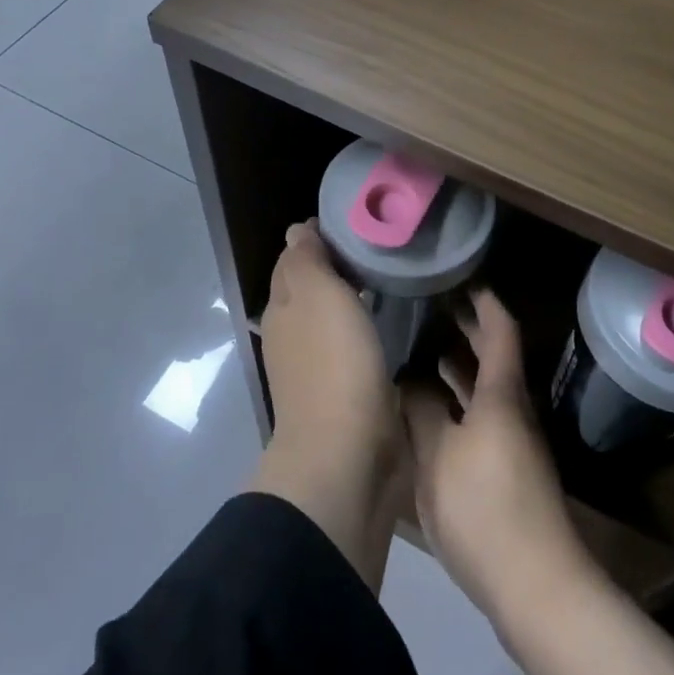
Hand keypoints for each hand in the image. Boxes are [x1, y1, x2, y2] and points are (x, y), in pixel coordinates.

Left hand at [256, 220, 405, 513]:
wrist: (347, 454)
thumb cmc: (334, 363)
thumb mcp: (317, 295)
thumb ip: (306, 259)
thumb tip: (297, 230)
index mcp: (283, 305)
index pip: (295, 257)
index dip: (319, 236)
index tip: (358, 220)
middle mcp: (292, 332)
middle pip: (311, 286)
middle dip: (337, 263)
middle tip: (381, 244)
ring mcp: (315, 365)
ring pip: (331, 315)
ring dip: (351, 296)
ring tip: (390, 275)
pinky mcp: (343, 391)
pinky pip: (351, 344)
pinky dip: (364, 326)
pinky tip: (388, 322)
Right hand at [402, 291, 590, 626]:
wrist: (535, 586)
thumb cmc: (484, 509)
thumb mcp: (438, 456)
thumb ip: (421, 412)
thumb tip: (408, 379)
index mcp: (501, 395)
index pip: (499, 329)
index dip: (482, 299)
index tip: (458, 276)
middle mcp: (512, 410)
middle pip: (494, 357)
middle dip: (467, 329)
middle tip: (432, 307)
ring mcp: (513, 442)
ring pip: (486, 390)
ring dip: (459, 368)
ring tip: (423, 351)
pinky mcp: (507, 472)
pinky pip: (481, 417)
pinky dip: (458, 401)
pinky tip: (431, 412)